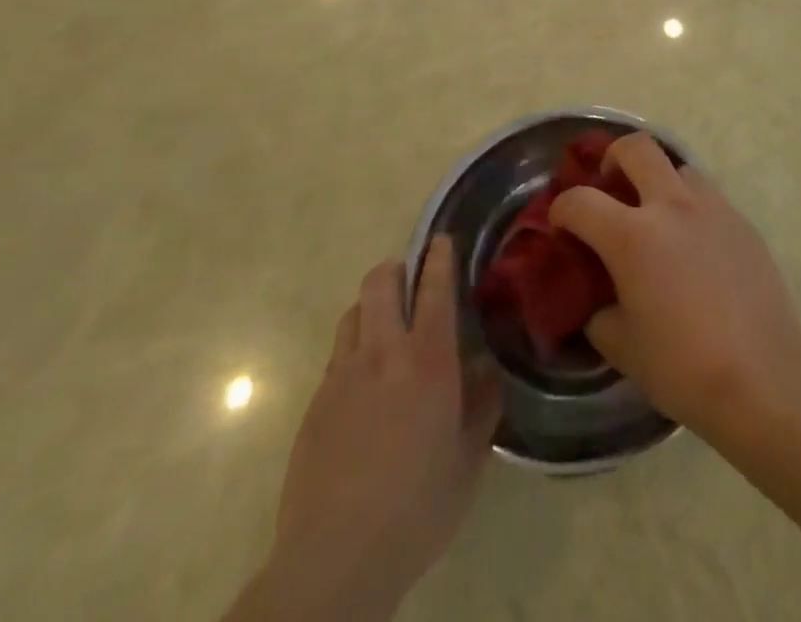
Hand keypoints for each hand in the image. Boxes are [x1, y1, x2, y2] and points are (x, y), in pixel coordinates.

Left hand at [233, 237, 501, 621]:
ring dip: (371, 307)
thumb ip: (482, 405)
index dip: (439, 257)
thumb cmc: (417, 507)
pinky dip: (353, 349)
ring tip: (385, 328)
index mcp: (428, 359)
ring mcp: (342, 375)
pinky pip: (337, 355)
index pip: (434, 287)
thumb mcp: (469, 459)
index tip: (442, 240)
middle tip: (411, 282)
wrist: (335, 560)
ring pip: (353, 312)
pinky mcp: (315, 403)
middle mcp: (383, 352)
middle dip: (396, 269)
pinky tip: (364, 385)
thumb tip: (485, 370)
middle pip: (381, 282)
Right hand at [548, 133, 800, 441]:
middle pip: (637, 148)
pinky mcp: (741, 221)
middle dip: (613, 157)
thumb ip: (599, 313)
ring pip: (678, 167)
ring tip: (656, 216)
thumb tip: (598, 301)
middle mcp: (671, 207)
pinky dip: (690, 208)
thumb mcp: (622, 347)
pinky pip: (708, 197)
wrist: (764, 377)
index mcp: (632, 236)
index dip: (561, 209)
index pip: (581, 200)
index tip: (560, 224)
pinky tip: (693, 247)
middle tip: (609, 185)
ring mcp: (712, 208)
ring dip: (659, 181)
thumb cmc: (683, 367)